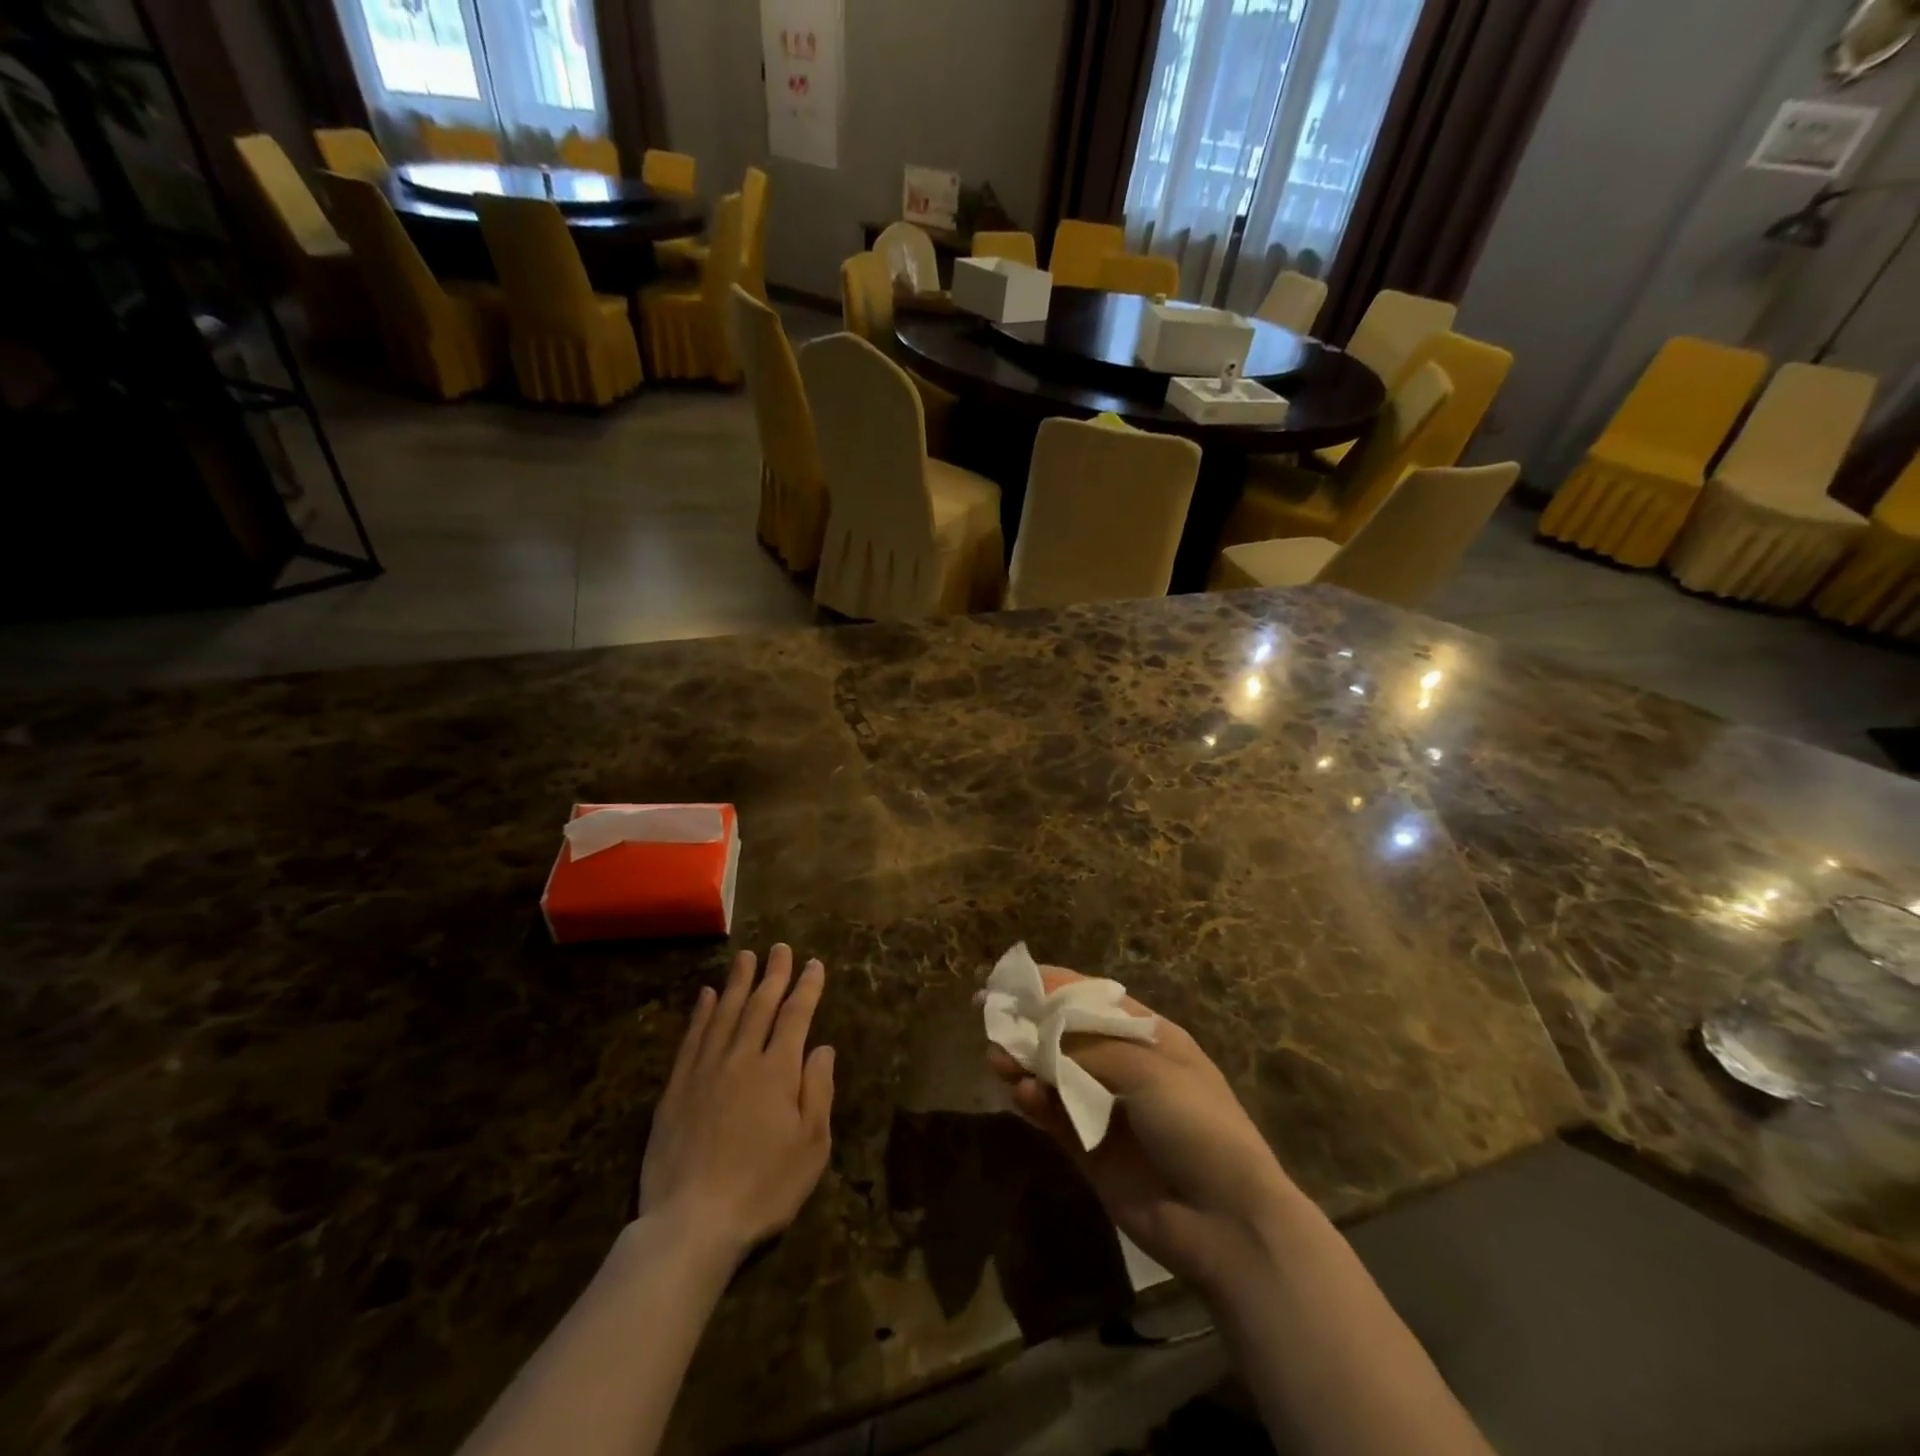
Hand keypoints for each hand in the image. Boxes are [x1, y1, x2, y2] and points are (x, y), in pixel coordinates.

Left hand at [640, 945, 834, 1261]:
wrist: (691, 1224)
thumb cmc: (763, 1188)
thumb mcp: (811, 1147)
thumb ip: (818, 1091)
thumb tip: (823, 1048)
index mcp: (778, 1071)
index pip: (795, 1016)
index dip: (807, 987)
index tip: (814, 964)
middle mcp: (741, 1058)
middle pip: (760, 1005)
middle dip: (774, 974)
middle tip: (780, 948)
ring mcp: (705, 1070)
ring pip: (725, 1013)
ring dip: (738, 982)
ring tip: (746, 956)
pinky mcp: (676, 1089)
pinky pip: (692, 1038)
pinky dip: (702, 1012)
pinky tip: (707, 995)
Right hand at [989, 968, 1298, 1296]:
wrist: (1225, 1222)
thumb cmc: (1196, 1125)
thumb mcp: (1147, 1070)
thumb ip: (1087, 1048)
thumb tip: (1039, 1032)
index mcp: (1149, 1036)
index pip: (1093, 999)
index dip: (1054, 986)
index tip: (1014, 979)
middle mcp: (1125, 1067)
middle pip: (1067, 1035)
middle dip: (1030, 1024)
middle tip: (989, 1016)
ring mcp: (1105, 1109)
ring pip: (1053, 1074)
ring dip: (1025, 1062)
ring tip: (997, 1057)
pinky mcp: (1089, 1149)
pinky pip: (1054, 1116)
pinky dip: (1035, 1102)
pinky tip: (1021, 1094)